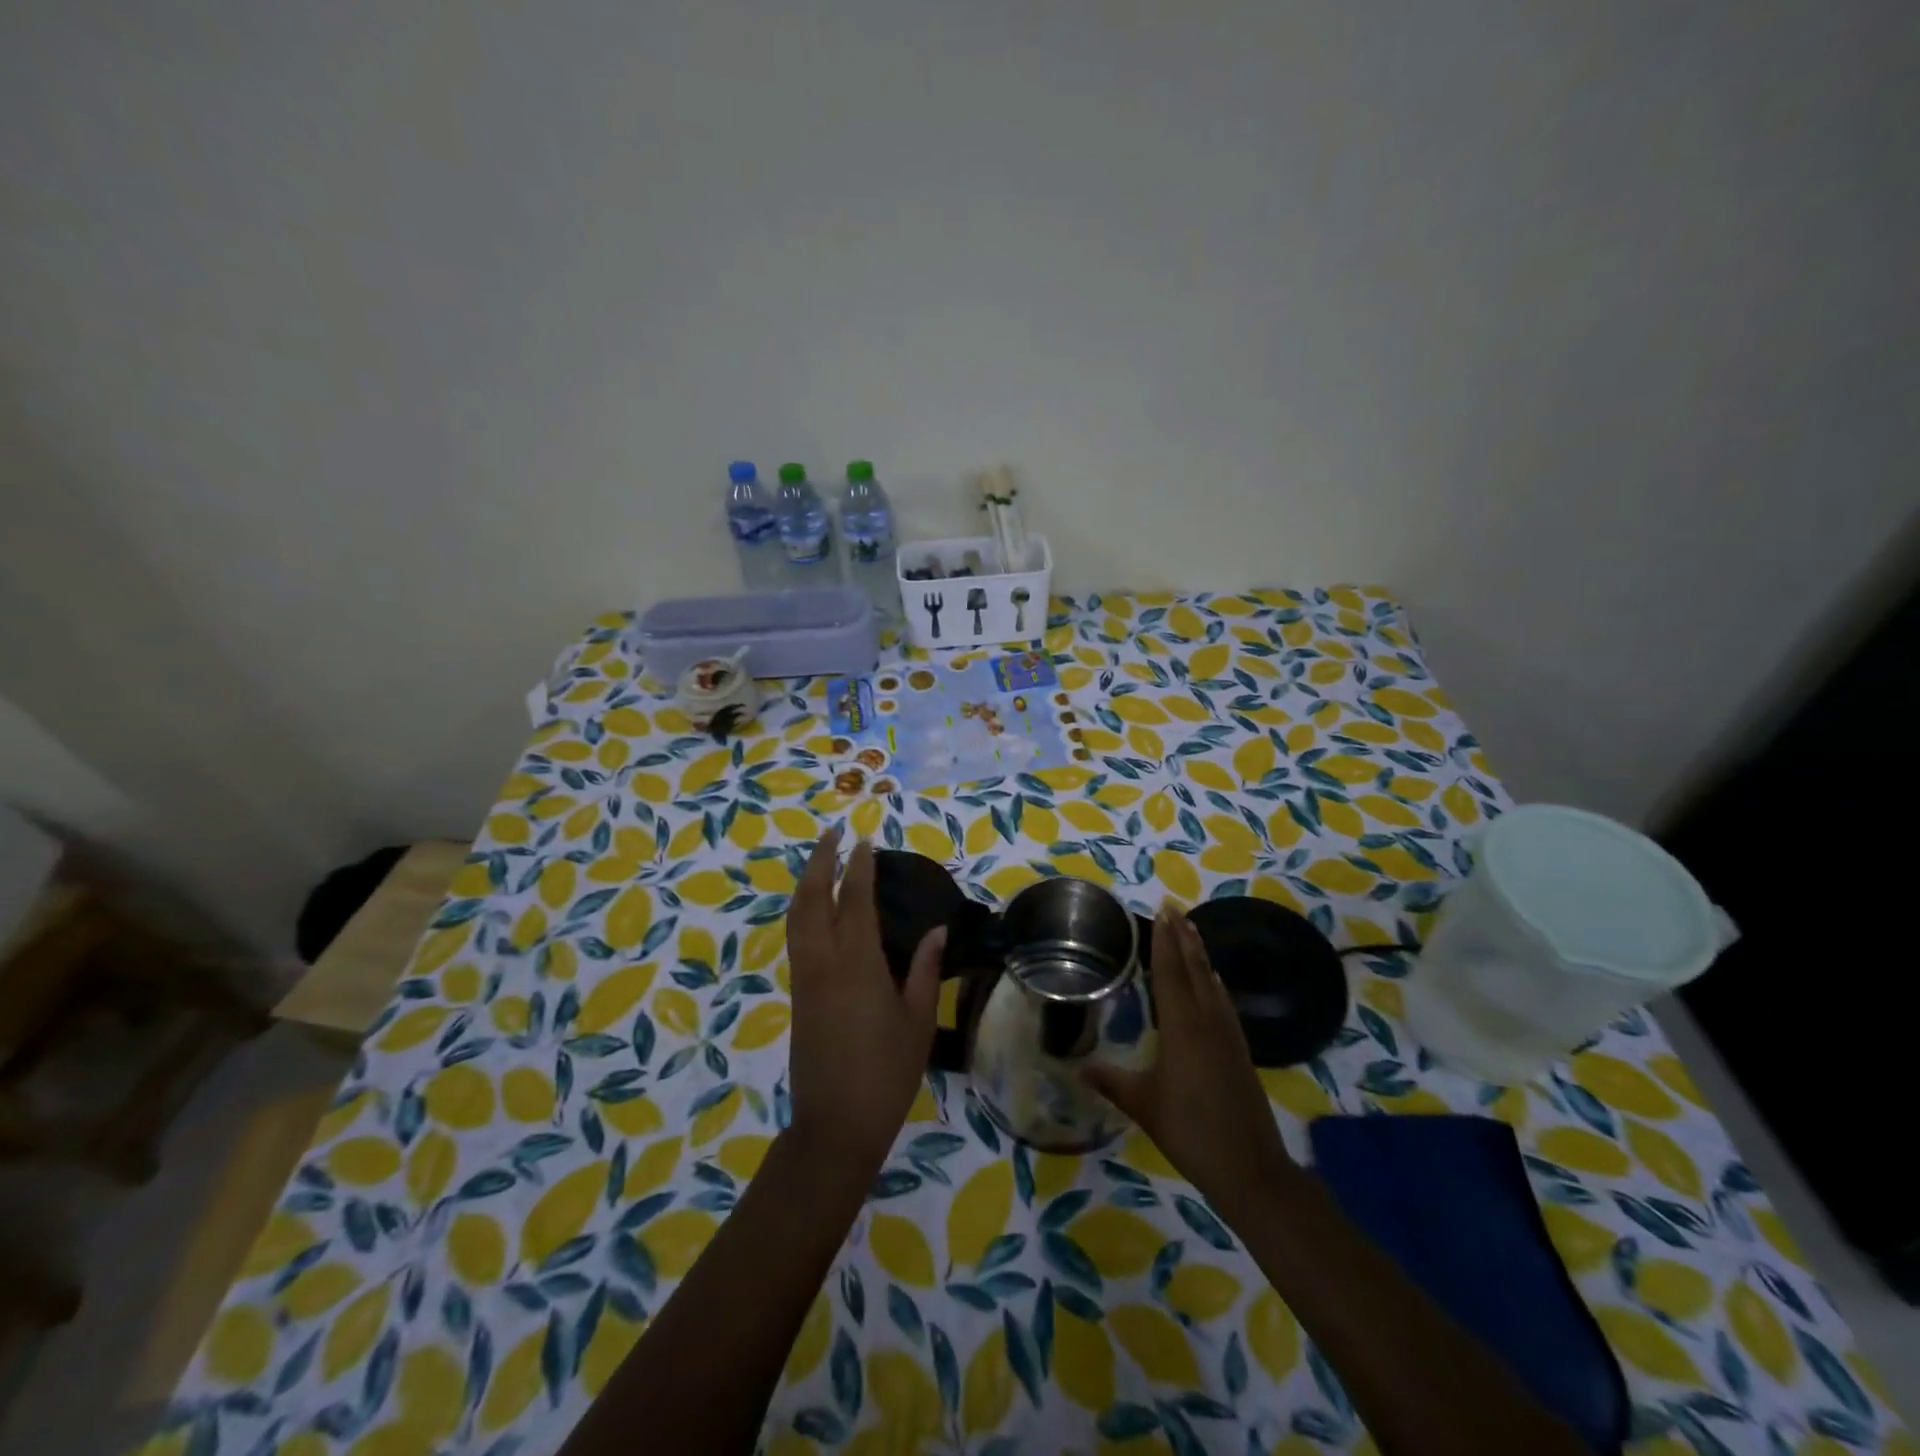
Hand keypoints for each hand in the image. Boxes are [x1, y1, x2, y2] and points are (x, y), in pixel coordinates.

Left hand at [784, 829, 943, 1176]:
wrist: (835, 1124)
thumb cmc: (887, 1072)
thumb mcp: (918, 1020)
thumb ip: (927, 969)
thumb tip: (938, 929)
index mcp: (858, 964)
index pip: (854, 900)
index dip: (859, 867)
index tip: (865, 841)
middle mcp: (823, 962)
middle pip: (812, 898)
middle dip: (820, 862)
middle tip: (834, 835)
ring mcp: (805, 978)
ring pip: (796, 917)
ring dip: (806, 882)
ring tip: (821, 861)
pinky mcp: (797, 995)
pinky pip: (796, 938)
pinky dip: (803, 910)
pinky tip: (816, 909)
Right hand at [1083, 907, 1296, 1223]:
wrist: (1251, 1168)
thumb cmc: (1191, 1133)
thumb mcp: (1144, 1106)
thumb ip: (1112, 1082)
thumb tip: (1077, 1069)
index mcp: (1182, 1028)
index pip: (1170, 974)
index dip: (1164, 942)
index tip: (1162, 912)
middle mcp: (1207, 1022)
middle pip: (1194, 969)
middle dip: (1183, 937)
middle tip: (1174, 907)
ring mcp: (1227, 1034)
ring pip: (1211, 982)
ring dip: (1199, 953)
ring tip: (1190, 929)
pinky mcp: (1239, 1049)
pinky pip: (1223, 1001)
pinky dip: (1213, 981)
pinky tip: (1214, 979)